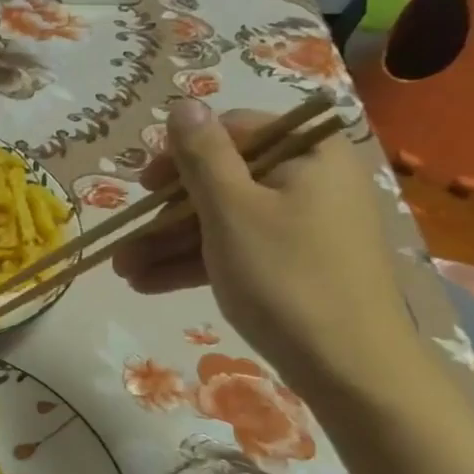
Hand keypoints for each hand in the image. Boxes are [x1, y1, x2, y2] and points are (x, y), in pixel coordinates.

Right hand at [111, 99, 421, 392]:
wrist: (350, 368)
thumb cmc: (285, 276)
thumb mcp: (232, 210)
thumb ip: (202, 155)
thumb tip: (183, 105)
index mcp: (306, 153)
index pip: (233, 132)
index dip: (180, 156)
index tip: (142, 187)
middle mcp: (308, 181)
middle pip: (223, 181)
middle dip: (165, 215)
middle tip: (124, 240)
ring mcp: (302, 226)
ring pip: (223, 221)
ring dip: (170, 245)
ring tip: (123, 271)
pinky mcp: (294, 264)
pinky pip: (237, 250)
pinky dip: (196, 264)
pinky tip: (148, 285)